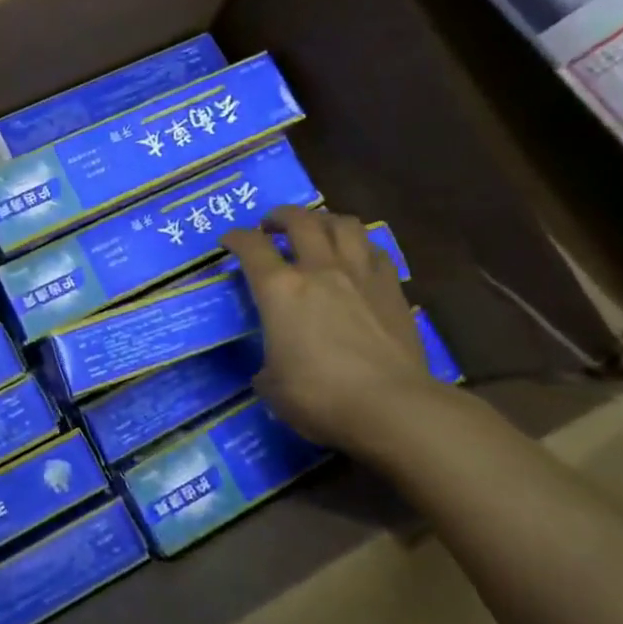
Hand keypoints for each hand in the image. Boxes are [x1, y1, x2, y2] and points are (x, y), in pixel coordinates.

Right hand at [224, 206, 438, 456]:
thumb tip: (272, 366)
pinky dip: (360, 247)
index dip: (236, 238)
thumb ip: (266, 364)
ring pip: (344, 224)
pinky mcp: (393, 290)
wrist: (393, 407)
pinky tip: (356, 259)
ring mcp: (360, 275)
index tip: (229, 241)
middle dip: (281, 216)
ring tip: (317, 230)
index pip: (251, 247)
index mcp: (280, 289)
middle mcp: (319, 270)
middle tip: (272, 225)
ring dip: (325, 220)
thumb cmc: (320, 397)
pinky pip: (376, 251)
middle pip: (300, 221)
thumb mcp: (271, 386)